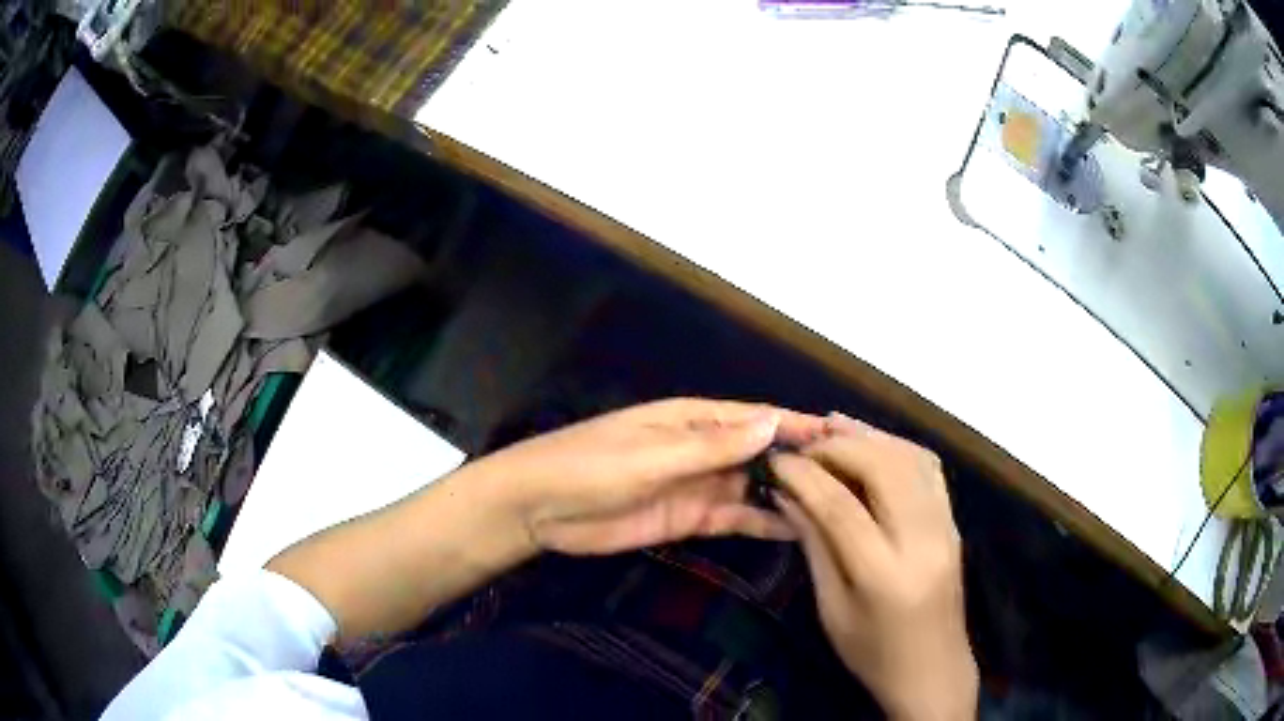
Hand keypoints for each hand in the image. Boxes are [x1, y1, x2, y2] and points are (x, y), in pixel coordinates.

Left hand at [472, 398, 824, 555]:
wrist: (540, 509)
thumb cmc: (593, 467)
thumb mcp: (654, 453)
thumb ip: (714, 444)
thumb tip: (774, 421)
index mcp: (693, 418)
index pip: (758, 417)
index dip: (798, 424)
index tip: (842, 437)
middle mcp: (702, 448)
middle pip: (762, 453)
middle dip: (801, 463)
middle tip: (851, 481)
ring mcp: (696, 485)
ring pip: (753, 487)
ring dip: (787, 494)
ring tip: (834, 508)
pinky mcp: (688, 519)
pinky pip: (734, 517)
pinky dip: (762, 521)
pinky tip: (795, 529)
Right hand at [771, 414, 976, 720]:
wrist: (933, 669)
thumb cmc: (872, 653)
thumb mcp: (831, 609)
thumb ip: (814, 546)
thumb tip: (787, 495)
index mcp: (883, 573)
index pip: (840, 507)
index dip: (804, 476)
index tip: (775, 460)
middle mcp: (922, 540)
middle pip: (883, 468)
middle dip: (838, 446)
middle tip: (803, 446)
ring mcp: (945, 526)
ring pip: (910, 458)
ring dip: (869, 436)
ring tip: (831, 428)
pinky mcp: (953, 521)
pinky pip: (929, 468)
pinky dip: (897, 446)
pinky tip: (872, 442)